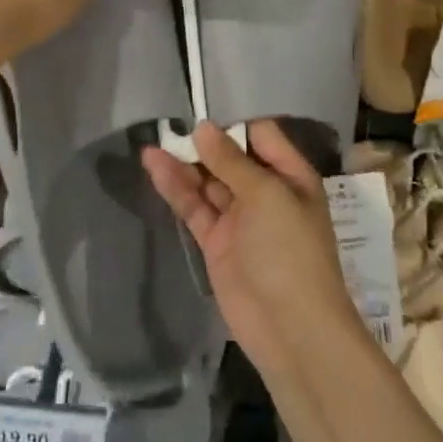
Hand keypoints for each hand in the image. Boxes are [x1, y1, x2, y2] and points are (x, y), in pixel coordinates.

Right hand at [143, 122, 363, 380]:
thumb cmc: (289, 251)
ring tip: (152, 143)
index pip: (260, 136)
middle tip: (169, 125)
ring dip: (183, 164)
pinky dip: (175, 188)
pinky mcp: (216, 243)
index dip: (232, 124)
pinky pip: (194, 207)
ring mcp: (239, 219)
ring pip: (207, 182)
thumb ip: (231, 161)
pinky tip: (155, 167)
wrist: (291, 329)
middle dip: (202, 143)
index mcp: (290, 176)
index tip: (201, 112)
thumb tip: (204, 128)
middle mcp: (265, 193)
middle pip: (230, 158)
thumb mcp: (266, 195)